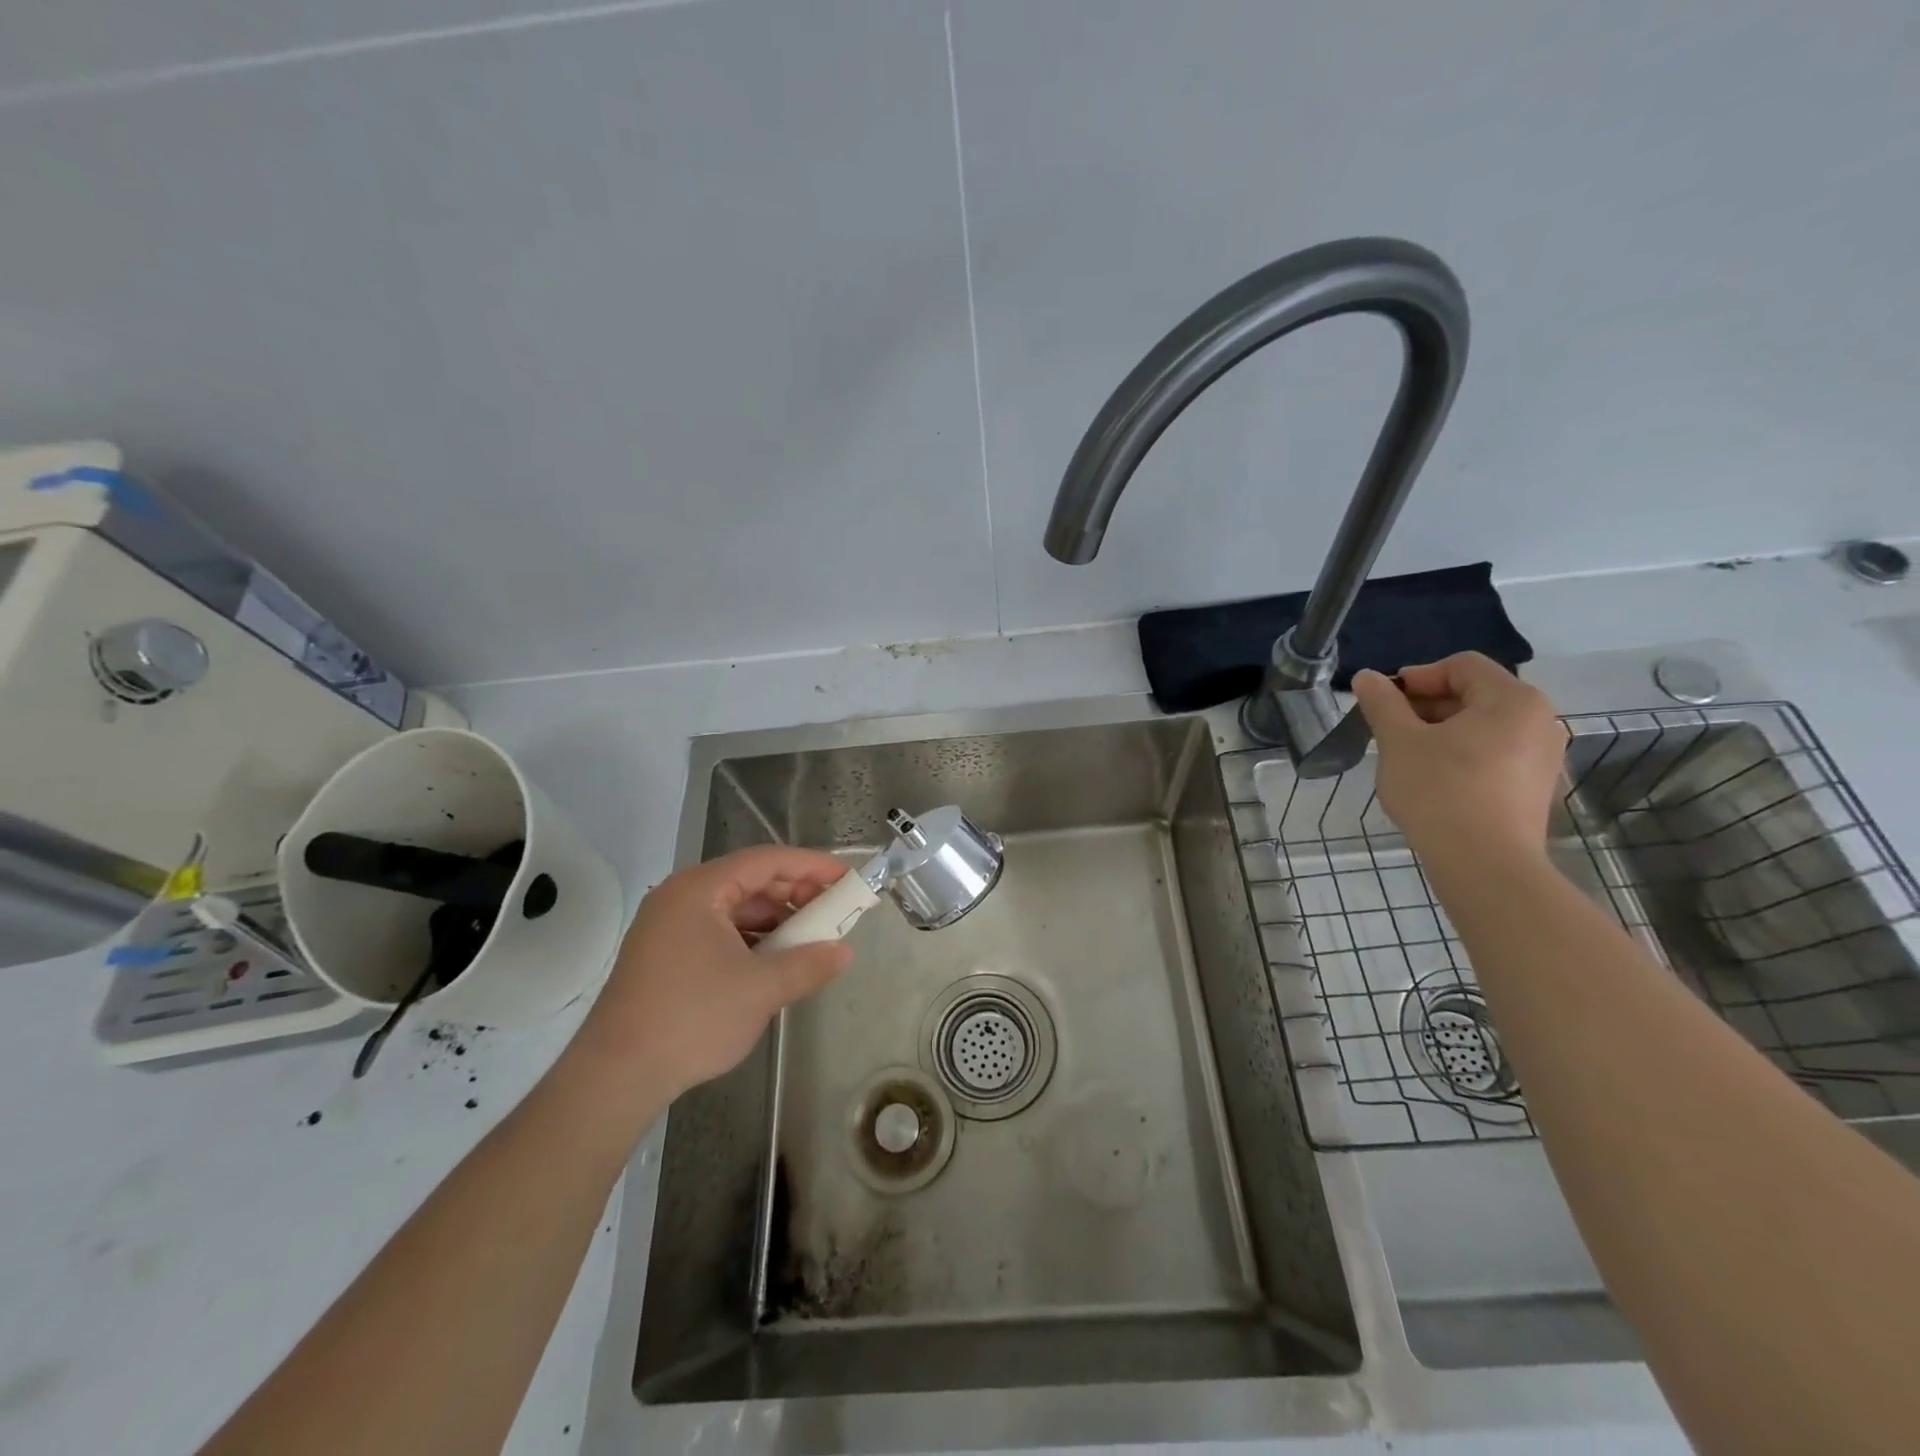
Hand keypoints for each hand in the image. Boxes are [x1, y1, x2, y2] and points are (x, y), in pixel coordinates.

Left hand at [567, 845, 852, 1108]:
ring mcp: (667, 927)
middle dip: (795, 895)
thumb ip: (809, 964)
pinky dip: (751, 941)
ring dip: (775, 922)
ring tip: (809, 942)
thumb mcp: (761, 990)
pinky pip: (718, 933)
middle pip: (750, 881)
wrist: (615, 1077)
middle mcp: (680, 898)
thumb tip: (844, 952)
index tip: (847, 879)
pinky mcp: (664, 956)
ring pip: (735, 909)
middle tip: (834, 913)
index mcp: (699, 889)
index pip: (767, 861)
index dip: (812, 866)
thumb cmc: (692, 1018)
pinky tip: (773, 964)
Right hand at [1350, 653, 1567, 860]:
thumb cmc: (1440, 790)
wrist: (1485, 864)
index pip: (1461, 665)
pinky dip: (1462, 756)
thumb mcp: (1399, 741)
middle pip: (1475, 694)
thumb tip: (1367, 678)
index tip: (1384, 702)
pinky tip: (1434, 781)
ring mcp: (1543, 756)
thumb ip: (1382, 703)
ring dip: (1441, 732)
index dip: (1417, 676)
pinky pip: (1495, 755)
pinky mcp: (1536, 788)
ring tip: (1407, 757)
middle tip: (1389, 730)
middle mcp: (1539, 720)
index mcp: (1512, 699)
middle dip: (1427, 706)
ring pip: (1483, 727)